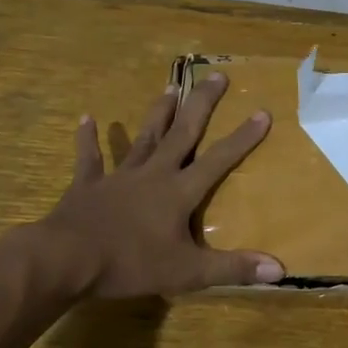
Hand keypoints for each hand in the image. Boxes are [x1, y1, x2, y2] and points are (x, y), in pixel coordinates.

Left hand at [39, 72, 284, 297]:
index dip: (243, 138)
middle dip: (201, 104)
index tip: (262, 111)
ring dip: (157, 114)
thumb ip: (233, 268)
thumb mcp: (188, 272)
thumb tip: (279, 270)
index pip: (219, 160)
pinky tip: (86, 118)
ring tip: (169, 88)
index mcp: (179, 192)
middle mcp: (153, 174)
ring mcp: (119, 177)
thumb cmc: (131, 264)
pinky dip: (88, 139)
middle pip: (183, 133)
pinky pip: (90, 159)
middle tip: (216, 75)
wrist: (67, 259)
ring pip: (143, 138)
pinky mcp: (88, 185)